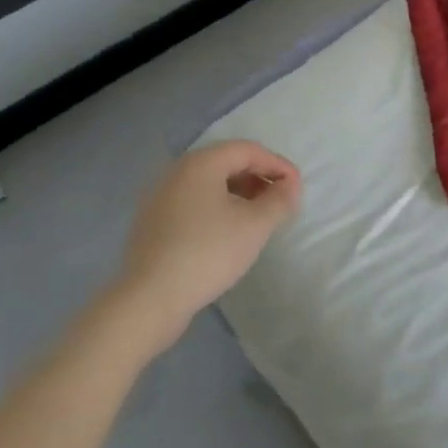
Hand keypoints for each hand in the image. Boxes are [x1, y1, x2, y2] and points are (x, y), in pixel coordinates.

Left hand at [107, 141, 302, 351]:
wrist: (150, 298)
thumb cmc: (208, 253)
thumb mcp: (255, 225)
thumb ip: (279, 200)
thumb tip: (289, 186)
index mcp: (200, 163)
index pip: (248, 150)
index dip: (277, 164)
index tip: (297, 188)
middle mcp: (176, 171)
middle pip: (226, 162)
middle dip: (259, 177)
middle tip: (280, 201)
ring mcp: (159, 196)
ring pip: (209, 183)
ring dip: (239, 193)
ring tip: (259, 218)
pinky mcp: (152, 221)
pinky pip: (193, 202)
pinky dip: (217, 207)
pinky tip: (228, 232)